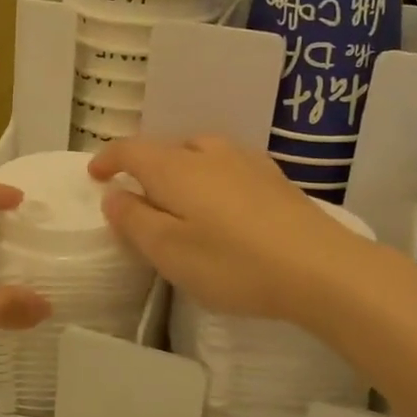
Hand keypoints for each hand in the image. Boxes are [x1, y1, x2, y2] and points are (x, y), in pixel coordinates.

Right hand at [89, 136, 376, 327]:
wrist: (321, 268)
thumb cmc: (233, 263)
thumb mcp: (169, 251)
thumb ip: (134, 220)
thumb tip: (114, 195)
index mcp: (174, 168)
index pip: (130, 149)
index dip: (107, 159)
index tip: (95, 176)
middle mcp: (207, 153)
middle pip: (166, 149)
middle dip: (145, 167)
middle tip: (139, 199)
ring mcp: (246, 162)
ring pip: (200, 153)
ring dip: (180, 169)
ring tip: (180, 200)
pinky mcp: (274, 178)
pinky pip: (228, 165)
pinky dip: (212, 177)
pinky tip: (224, 204)